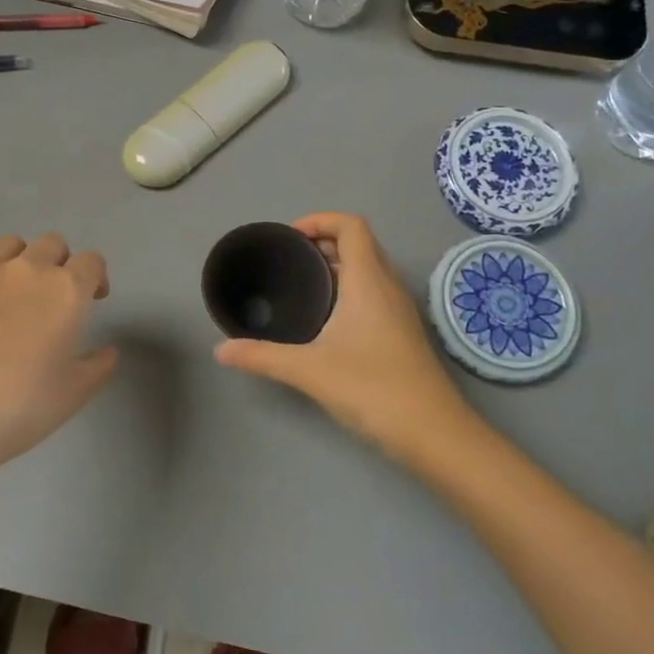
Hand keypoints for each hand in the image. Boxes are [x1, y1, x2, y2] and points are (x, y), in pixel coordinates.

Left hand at [0, 233, 117, 464]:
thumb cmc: (21, 407)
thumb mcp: (73, 394)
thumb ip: (98, 366)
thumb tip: (107, 352)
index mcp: (66, 291)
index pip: (91, 261)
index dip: (96, 277)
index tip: (92, 299)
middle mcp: (27, 270)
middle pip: (52, 243)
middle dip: (58, 262)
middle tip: (51, 295)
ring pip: (9, 244)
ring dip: (19, 260)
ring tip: (11, 291)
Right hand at [214, 213, 474, 458]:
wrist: (434, 433)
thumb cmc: (373, 389)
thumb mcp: (309, 371)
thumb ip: (262, 356)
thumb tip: (220, 350)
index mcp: (368, 280)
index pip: (351, 226)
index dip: (319, 220)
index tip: (288, 239)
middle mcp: (387, 286)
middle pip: (359, 243)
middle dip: (322, 242)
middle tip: (287, 260)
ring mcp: (399, 310)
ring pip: (368, 269)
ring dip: (336, 265)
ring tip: (300, 284)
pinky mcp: (401, 332)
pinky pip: (373, 292)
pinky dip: (348, 288)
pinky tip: (325, 319)